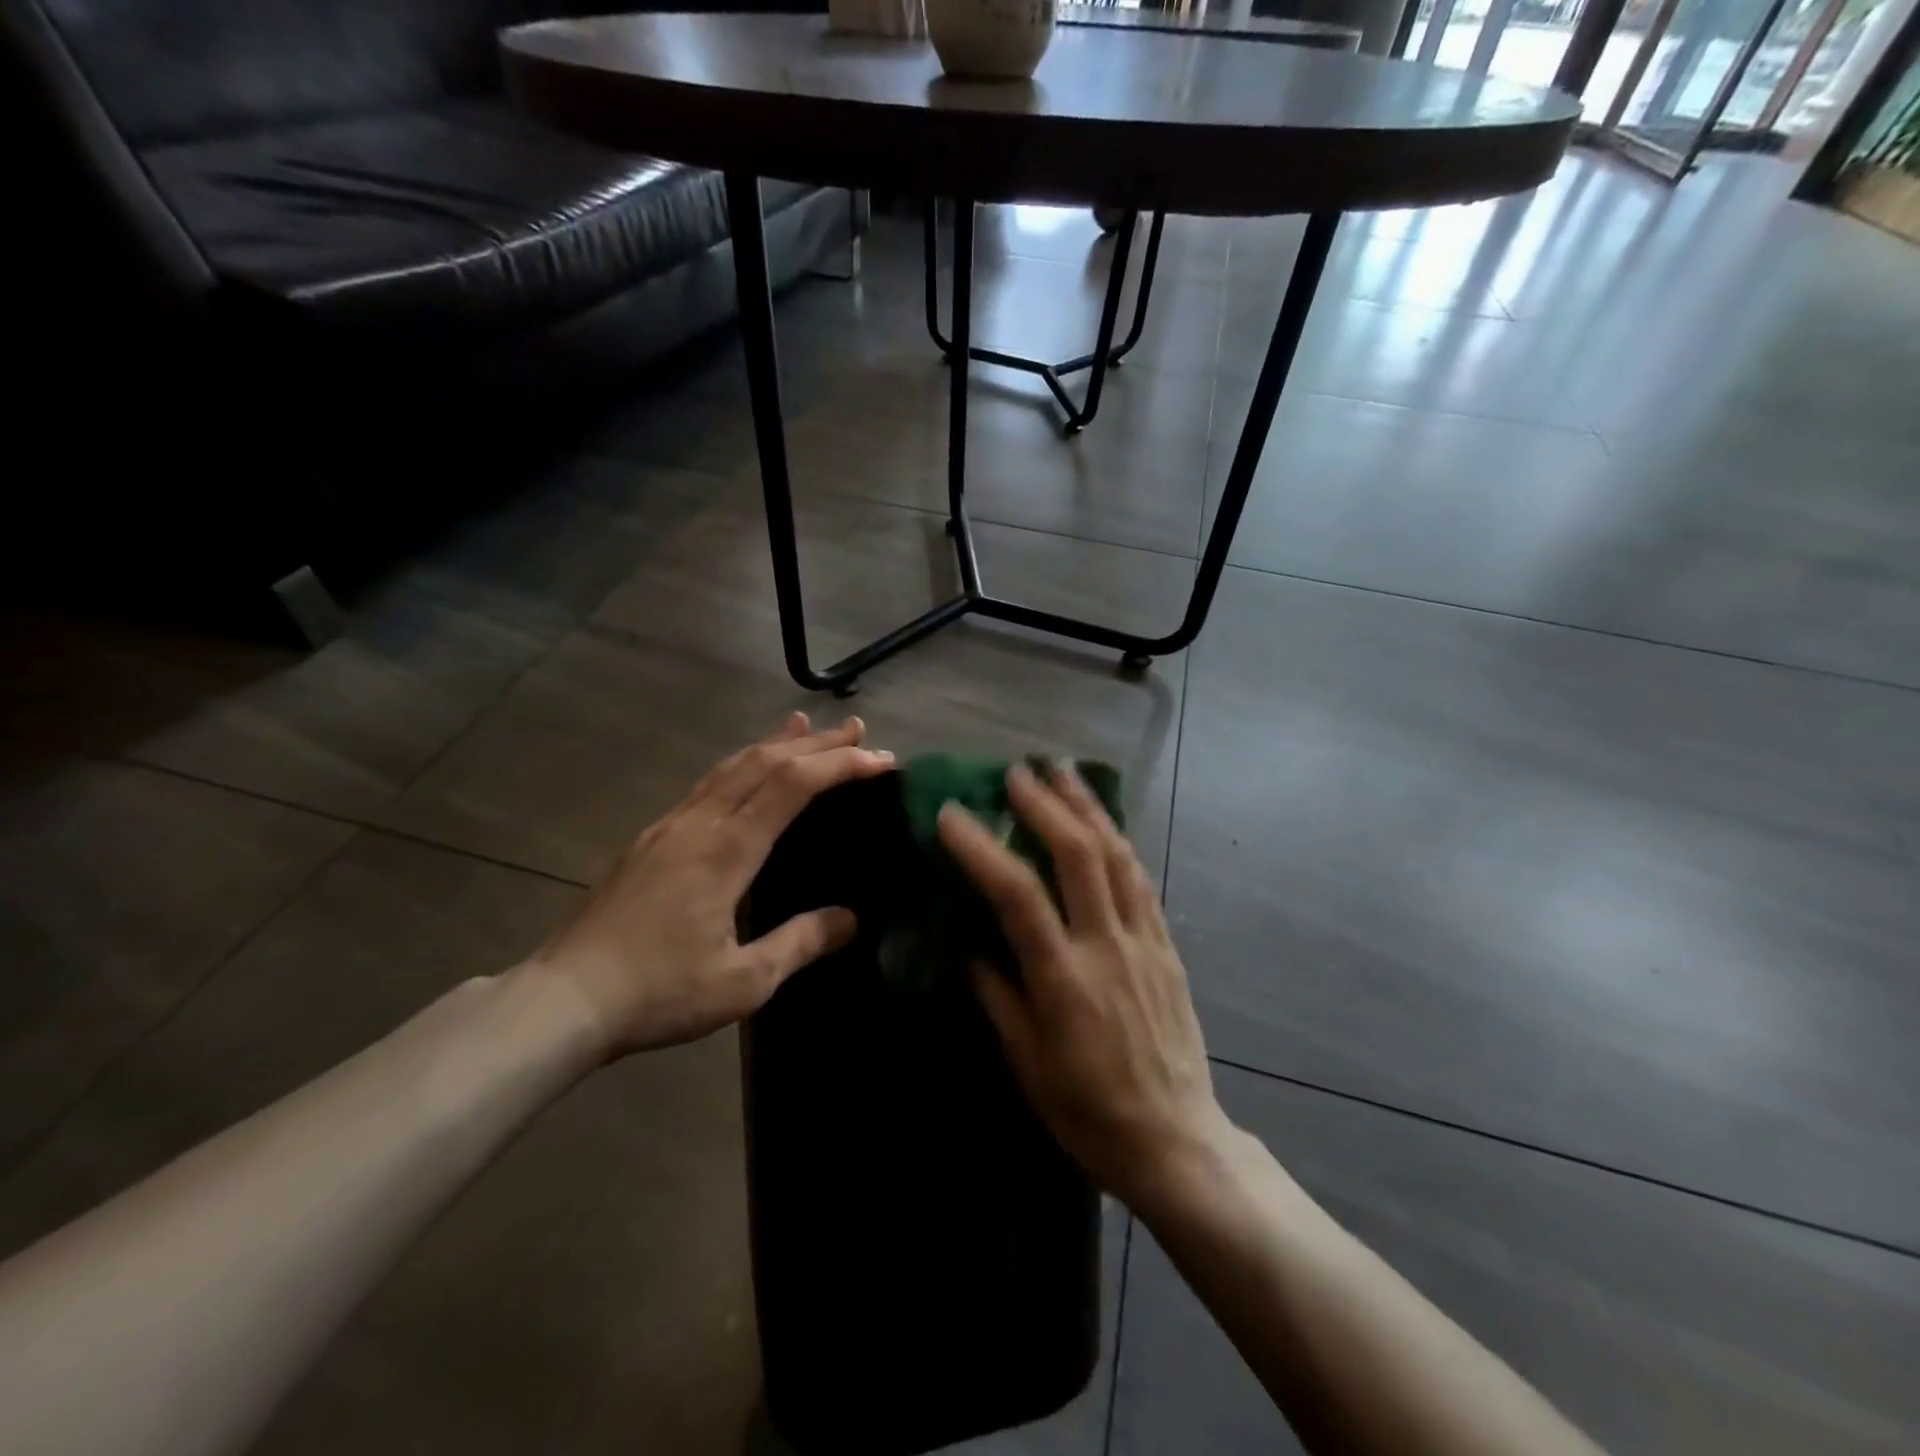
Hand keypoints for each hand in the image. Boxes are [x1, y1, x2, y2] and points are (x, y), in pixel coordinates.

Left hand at [526, 713, 894, 1057]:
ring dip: (775, 743)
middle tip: (857, 730)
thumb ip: (800, 943)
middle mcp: (700, 823)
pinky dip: (741, 763)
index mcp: (727, 850)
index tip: (880, 760)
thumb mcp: (743, 982)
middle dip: (816, 742)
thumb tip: (850, 919)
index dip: (840, 765)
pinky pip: (707, 783)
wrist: (563, 998)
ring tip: (805, 725)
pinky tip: (745, 769)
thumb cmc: (658, 992)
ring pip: (731, 765)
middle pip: (764, 762)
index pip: (792, 785)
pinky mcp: (651, 838)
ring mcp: (670, 826)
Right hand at [937, 762, 1232, 1210]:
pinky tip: (1104, 823)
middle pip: (1080, 855)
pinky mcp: (1168, 947)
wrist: (1177, 1141)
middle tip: (1018, 771)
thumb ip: (998, 995)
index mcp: (1064, 981)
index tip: (953, 813)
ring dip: (1089, 808)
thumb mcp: (1027, 1063)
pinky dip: (1118, 841)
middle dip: (1047, 805)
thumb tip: (971, 944)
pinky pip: (1142, 880)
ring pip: (1118, 856)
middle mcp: (1108, 948)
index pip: (1017, 896)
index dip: (982, 848)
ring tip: (1064, 772)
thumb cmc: (1089, 1112)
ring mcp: (1145, 942)